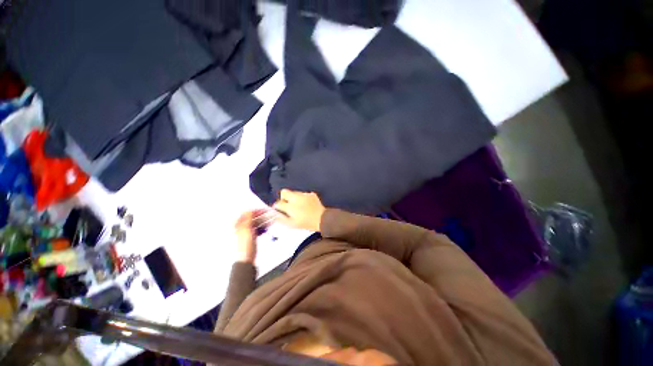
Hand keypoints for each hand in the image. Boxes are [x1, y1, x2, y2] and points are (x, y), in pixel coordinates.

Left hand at [234, 209, 268, 262]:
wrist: (246, 260)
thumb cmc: (243, 248)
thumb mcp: (246, 230)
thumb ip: (247, 219)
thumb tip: (248, 210)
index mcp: (236, 225)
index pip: (246, 214)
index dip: (255, 211)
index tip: (263, 209)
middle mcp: (239, 228)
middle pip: (251, 218)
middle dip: (260, 216)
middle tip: (269, 214)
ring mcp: (245, 233)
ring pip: (255, 224)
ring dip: (262, 221)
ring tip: (270, 220)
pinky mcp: (250, 238)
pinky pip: (257, 229)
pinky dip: (262, 227)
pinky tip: (266, 227)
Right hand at [273, 189, 325, 231]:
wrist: (322, 219)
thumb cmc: (306, 223)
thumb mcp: (292, 224)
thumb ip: (282, 219)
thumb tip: (275, 216)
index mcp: (290, 206)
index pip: (278, 203)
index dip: (277, 206)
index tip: (278, 209)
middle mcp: (296, 198)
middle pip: (284, 192)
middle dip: (283, 197)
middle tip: (286, 204)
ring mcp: (304, 195)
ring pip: (294, 193)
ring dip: (293, 198)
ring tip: (298, 205)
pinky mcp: (311, 194)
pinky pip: (303, 194)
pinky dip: (302, 198)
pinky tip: (306, 204)